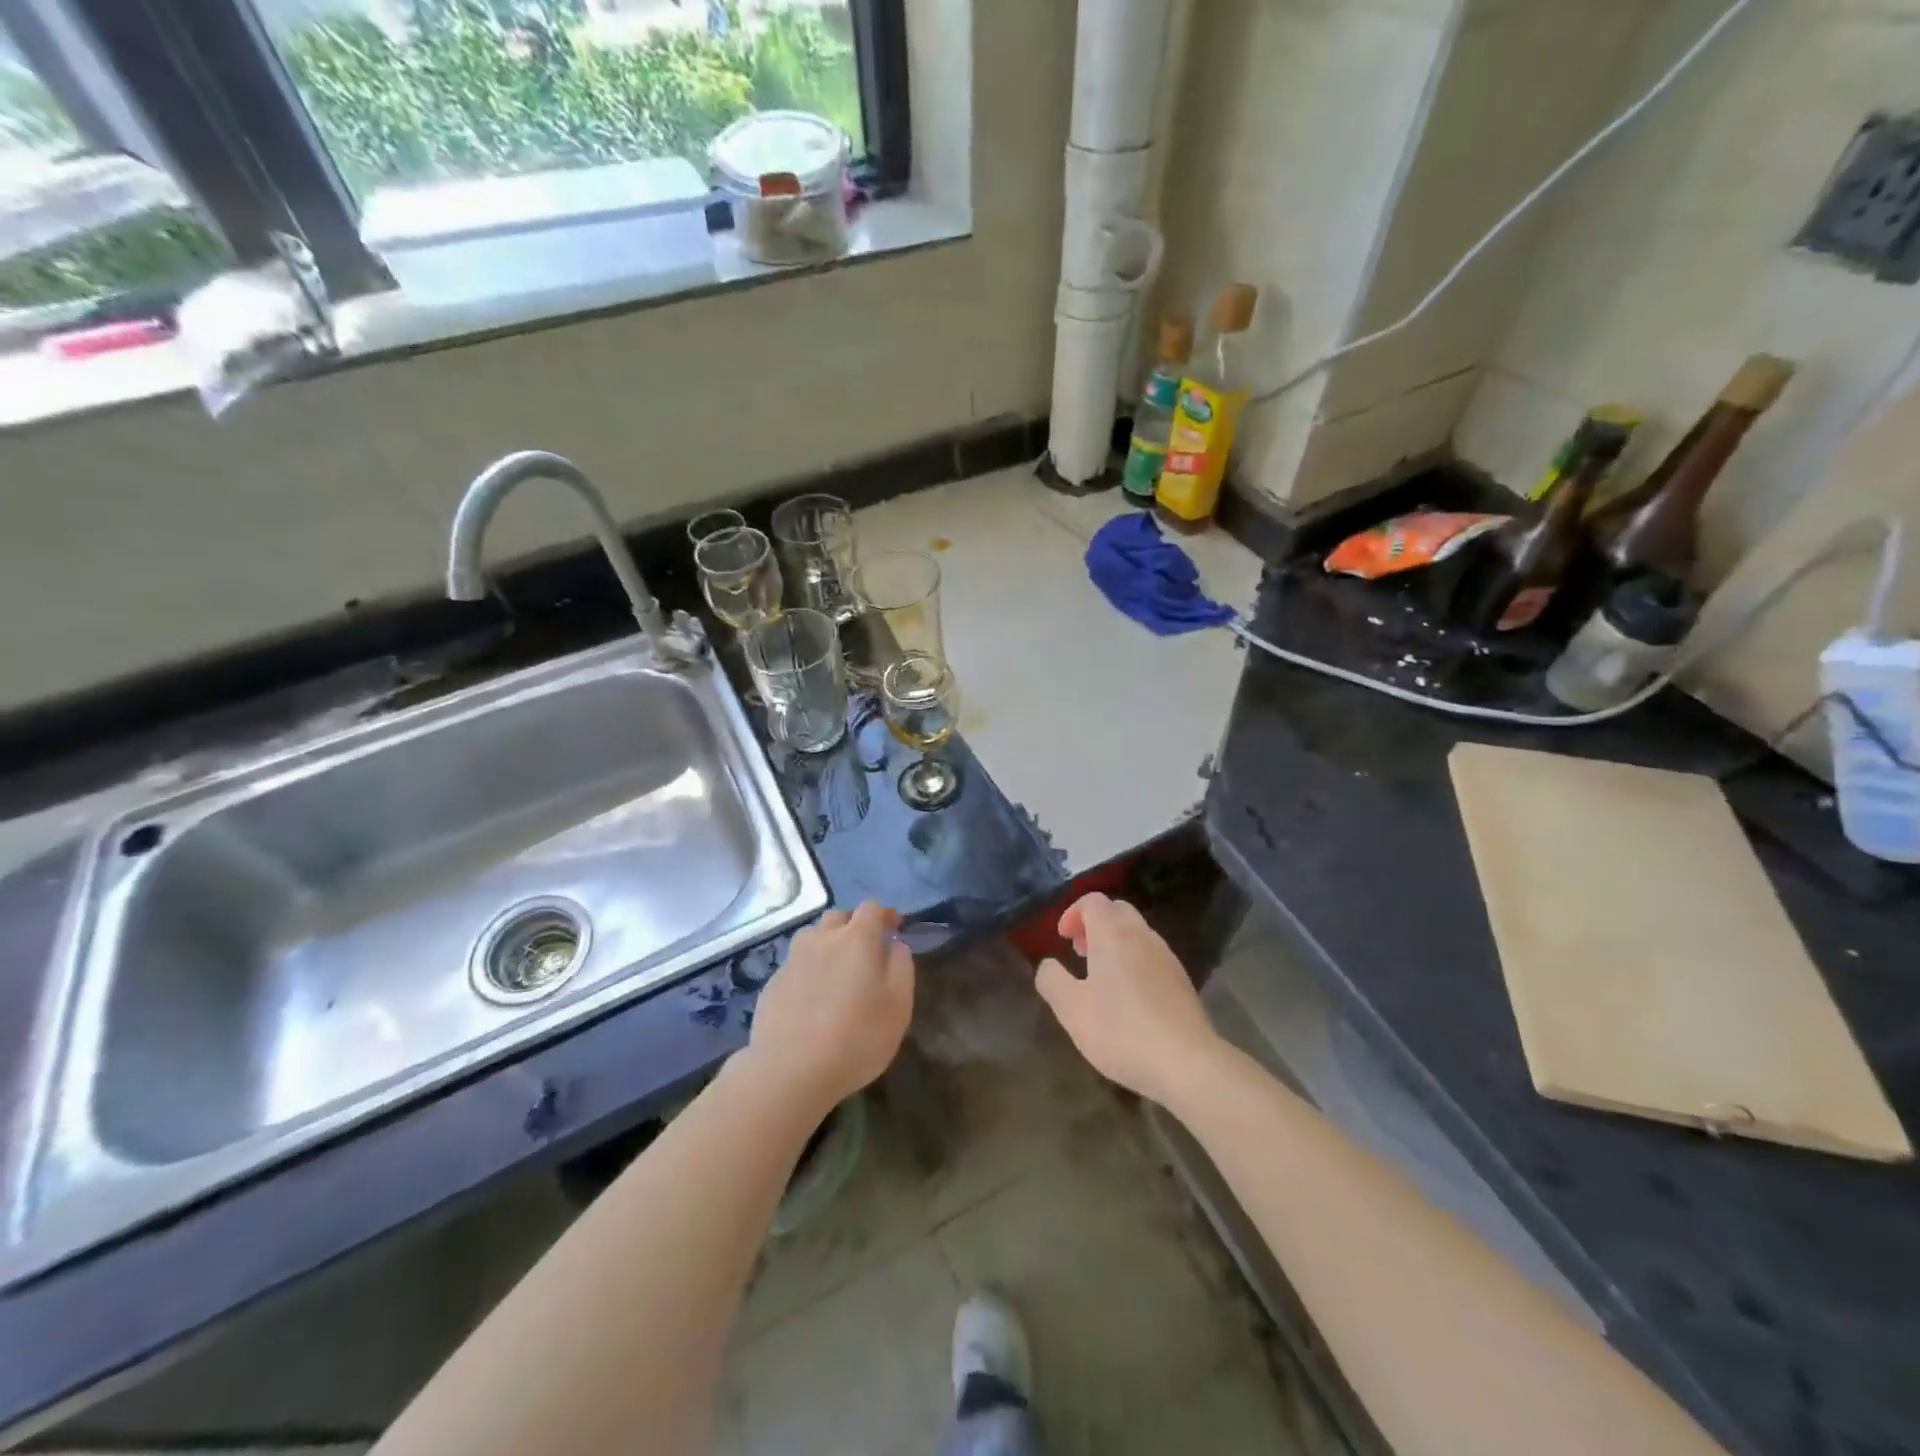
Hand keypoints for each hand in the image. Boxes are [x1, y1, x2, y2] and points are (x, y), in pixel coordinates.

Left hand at [741, 902, 914, 1115]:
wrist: (789, 1071)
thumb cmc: (856, 1038)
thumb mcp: (898, 1005)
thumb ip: (901, 966)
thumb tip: (894, 944)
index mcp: (856, 939)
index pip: (871, 908)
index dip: (885, 915)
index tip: (894, 928)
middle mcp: (822, 939)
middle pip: (839, 917)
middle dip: (855, 926)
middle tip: (866, 951)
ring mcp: (792, 960)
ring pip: (813, 938)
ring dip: (827, 945)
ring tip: (836, 972)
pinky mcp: (772, 984)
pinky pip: (796, 965)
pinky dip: (808, 971)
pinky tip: (812, 999)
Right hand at [1036, 893, 1222, 1105]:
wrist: (1188, 1063)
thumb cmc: (1121, 1030)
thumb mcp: (1072, 1009)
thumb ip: (1052, 980)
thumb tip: (1048, 965)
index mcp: (1113, 933)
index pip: (1093, 901)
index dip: (1073, 913)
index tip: (1062, 939)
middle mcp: (1142, 935)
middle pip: (1117, 911)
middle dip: (1094, 924)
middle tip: (1080, 953)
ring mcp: (1167, 957)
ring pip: (1137, 933)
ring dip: (1115, 944)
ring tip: (1100, 978)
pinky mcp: (1182, 981)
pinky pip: (1151, 956)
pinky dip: (1133, 962)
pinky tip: (1128, 999)